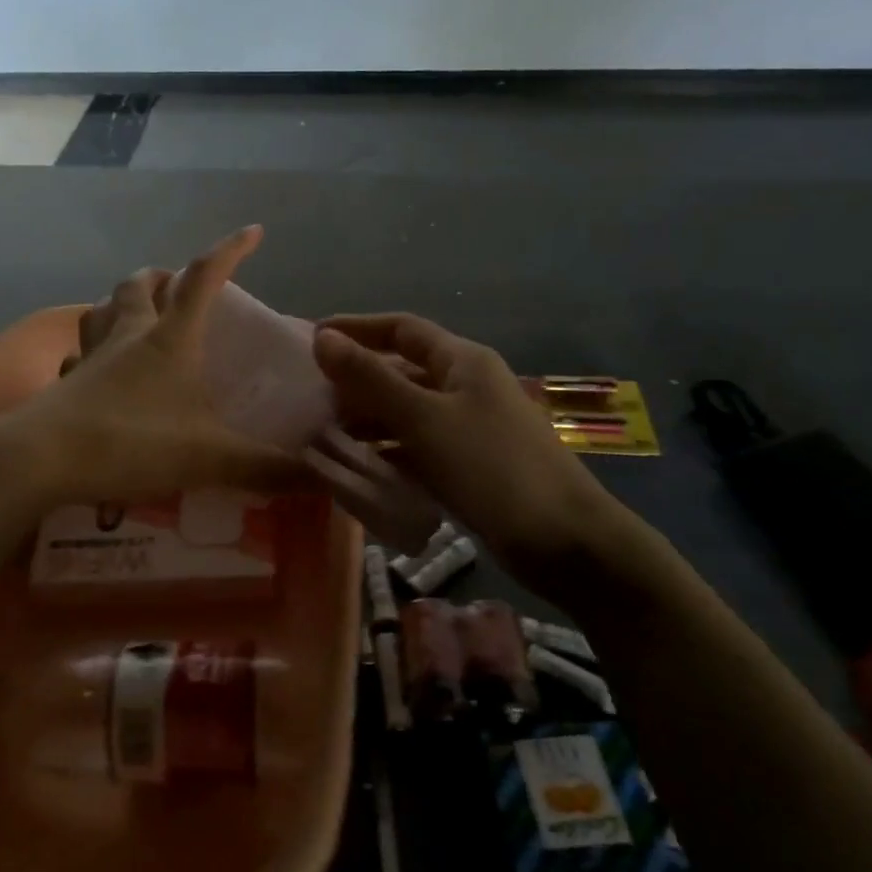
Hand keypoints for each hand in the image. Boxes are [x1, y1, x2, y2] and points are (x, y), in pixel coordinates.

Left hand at [0, 226, 308, 504]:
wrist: (40, 461)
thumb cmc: (131, 442)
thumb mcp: (210, 457)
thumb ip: (267, 468)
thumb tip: (321, 478)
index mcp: (170, 339)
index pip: (204, 279)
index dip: (230, 251)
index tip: (253, 232)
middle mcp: (128, 335)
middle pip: (141, 285)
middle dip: (163, 277)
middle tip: (179, 287)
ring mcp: (90, 357)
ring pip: (103, 309)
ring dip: (122, 303)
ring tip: (136, 315)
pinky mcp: (64, 383)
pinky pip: (78, 353)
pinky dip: (91, 350)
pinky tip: (96, 369)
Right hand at [311, 314, 633, 573]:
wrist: (564, 542)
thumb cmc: (491, 468)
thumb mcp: (424, 419)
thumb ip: (371, 379)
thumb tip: (323, 337)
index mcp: (462, 361)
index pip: (401, 329)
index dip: (356, 329)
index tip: (312, 339)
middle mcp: (466, 386)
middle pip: (402, 372)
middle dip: (355, 382)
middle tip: (306, 398)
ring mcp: (469, 428)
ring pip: (407, 413)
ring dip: (368, 420)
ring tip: (320, 434)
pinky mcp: (469, 466)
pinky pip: (418, 447)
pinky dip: (388, 452)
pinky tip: (357, 467)